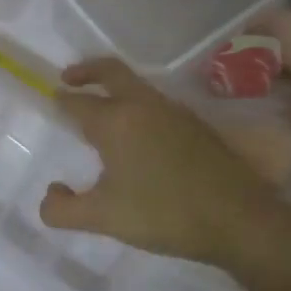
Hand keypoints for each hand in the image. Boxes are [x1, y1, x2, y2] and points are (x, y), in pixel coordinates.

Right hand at [39, 57, 290, 269]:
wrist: (240, 219)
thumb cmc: (164, 214)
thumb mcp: (103, 218)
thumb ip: (63, 209)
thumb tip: (51, 193)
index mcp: (116, 121)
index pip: (79, 102)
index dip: (62, 101)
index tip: (52, 100)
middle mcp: (144, 106)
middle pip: (111, 71)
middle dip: (87, 71)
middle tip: (69, 78)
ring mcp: (174, 112)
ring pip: (137, 86)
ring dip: (115, 88)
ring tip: (102, 110)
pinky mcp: (196, 126)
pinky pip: (156, 103)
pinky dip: (137, 104)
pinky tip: (138, 135)